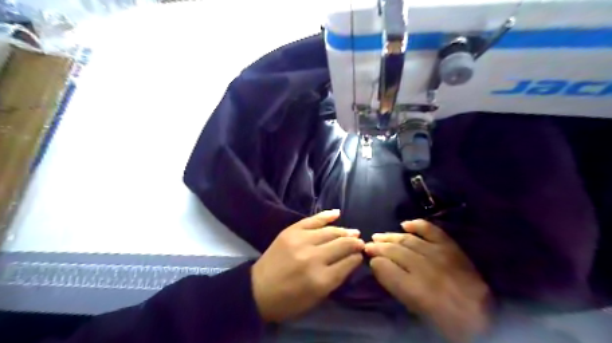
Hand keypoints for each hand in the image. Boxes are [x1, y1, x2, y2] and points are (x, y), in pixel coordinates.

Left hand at [252, 210, 361, 322]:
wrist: (258, 289)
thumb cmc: (289, 300)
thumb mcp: (317, 298)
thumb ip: (336, 278)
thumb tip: (351, 259)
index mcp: (321, 279)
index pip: (348, 262)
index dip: (357, 257)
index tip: (361, 254)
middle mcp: (313, 258)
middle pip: (342, 244)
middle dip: (355, 243)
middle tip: (361, 242)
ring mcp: (301, 241)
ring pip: (330, 231)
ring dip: (345, 231)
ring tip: (353, 232)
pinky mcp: (291, 231)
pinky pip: (313, 219)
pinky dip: (326, 215)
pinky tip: (338, 213)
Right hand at [365, 219, 490, 342]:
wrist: (482, 316)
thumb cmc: (444, 318)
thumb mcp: (415, 308)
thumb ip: (395, 285)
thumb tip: (378, 266)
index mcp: (418, 290)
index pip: (386, 267)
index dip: (375, 261)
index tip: (368, 258)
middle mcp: (427, 269)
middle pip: (395, 251)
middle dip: (378, 247)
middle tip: (367, 245)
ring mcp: (440, 255)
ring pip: (408, 240)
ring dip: (391, 236)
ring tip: (378, 236)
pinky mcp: (451, 247)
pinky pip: (431, 231)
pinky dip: (417, 225)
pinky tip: (404, 224)